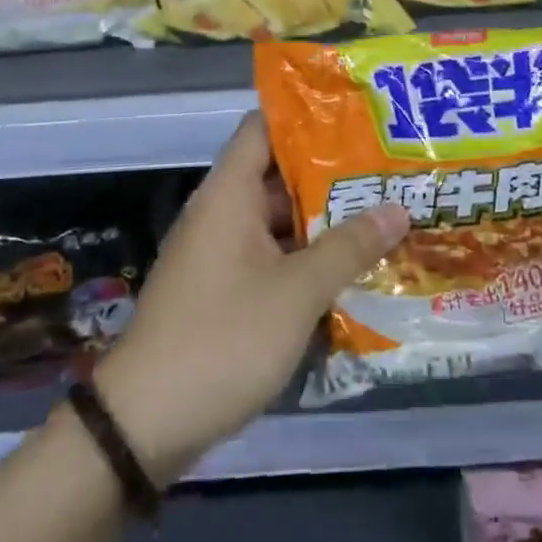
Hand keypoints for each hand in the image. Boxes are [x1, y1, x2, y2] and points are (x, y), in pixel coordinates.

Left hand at [93, 112, 409, 485]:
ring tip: (382, 213)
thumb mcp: (297, 291)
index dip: (308, 115)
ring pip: (279, 221)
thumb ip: (349, 246)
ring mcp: (220, 255)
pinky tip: (349, 268)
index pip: (264, 126)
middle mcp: (221, 214)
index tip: (357, 116)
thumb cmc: (223, 338)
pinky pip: (270, 257)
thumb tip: (399, 208)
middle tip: (387, 169)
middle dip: (332, 173)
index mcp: (229, 194)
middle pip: (279, 174)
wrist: (143, 426)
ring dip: (324, 220)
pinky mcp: (222, 292)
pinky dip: (306, 258)